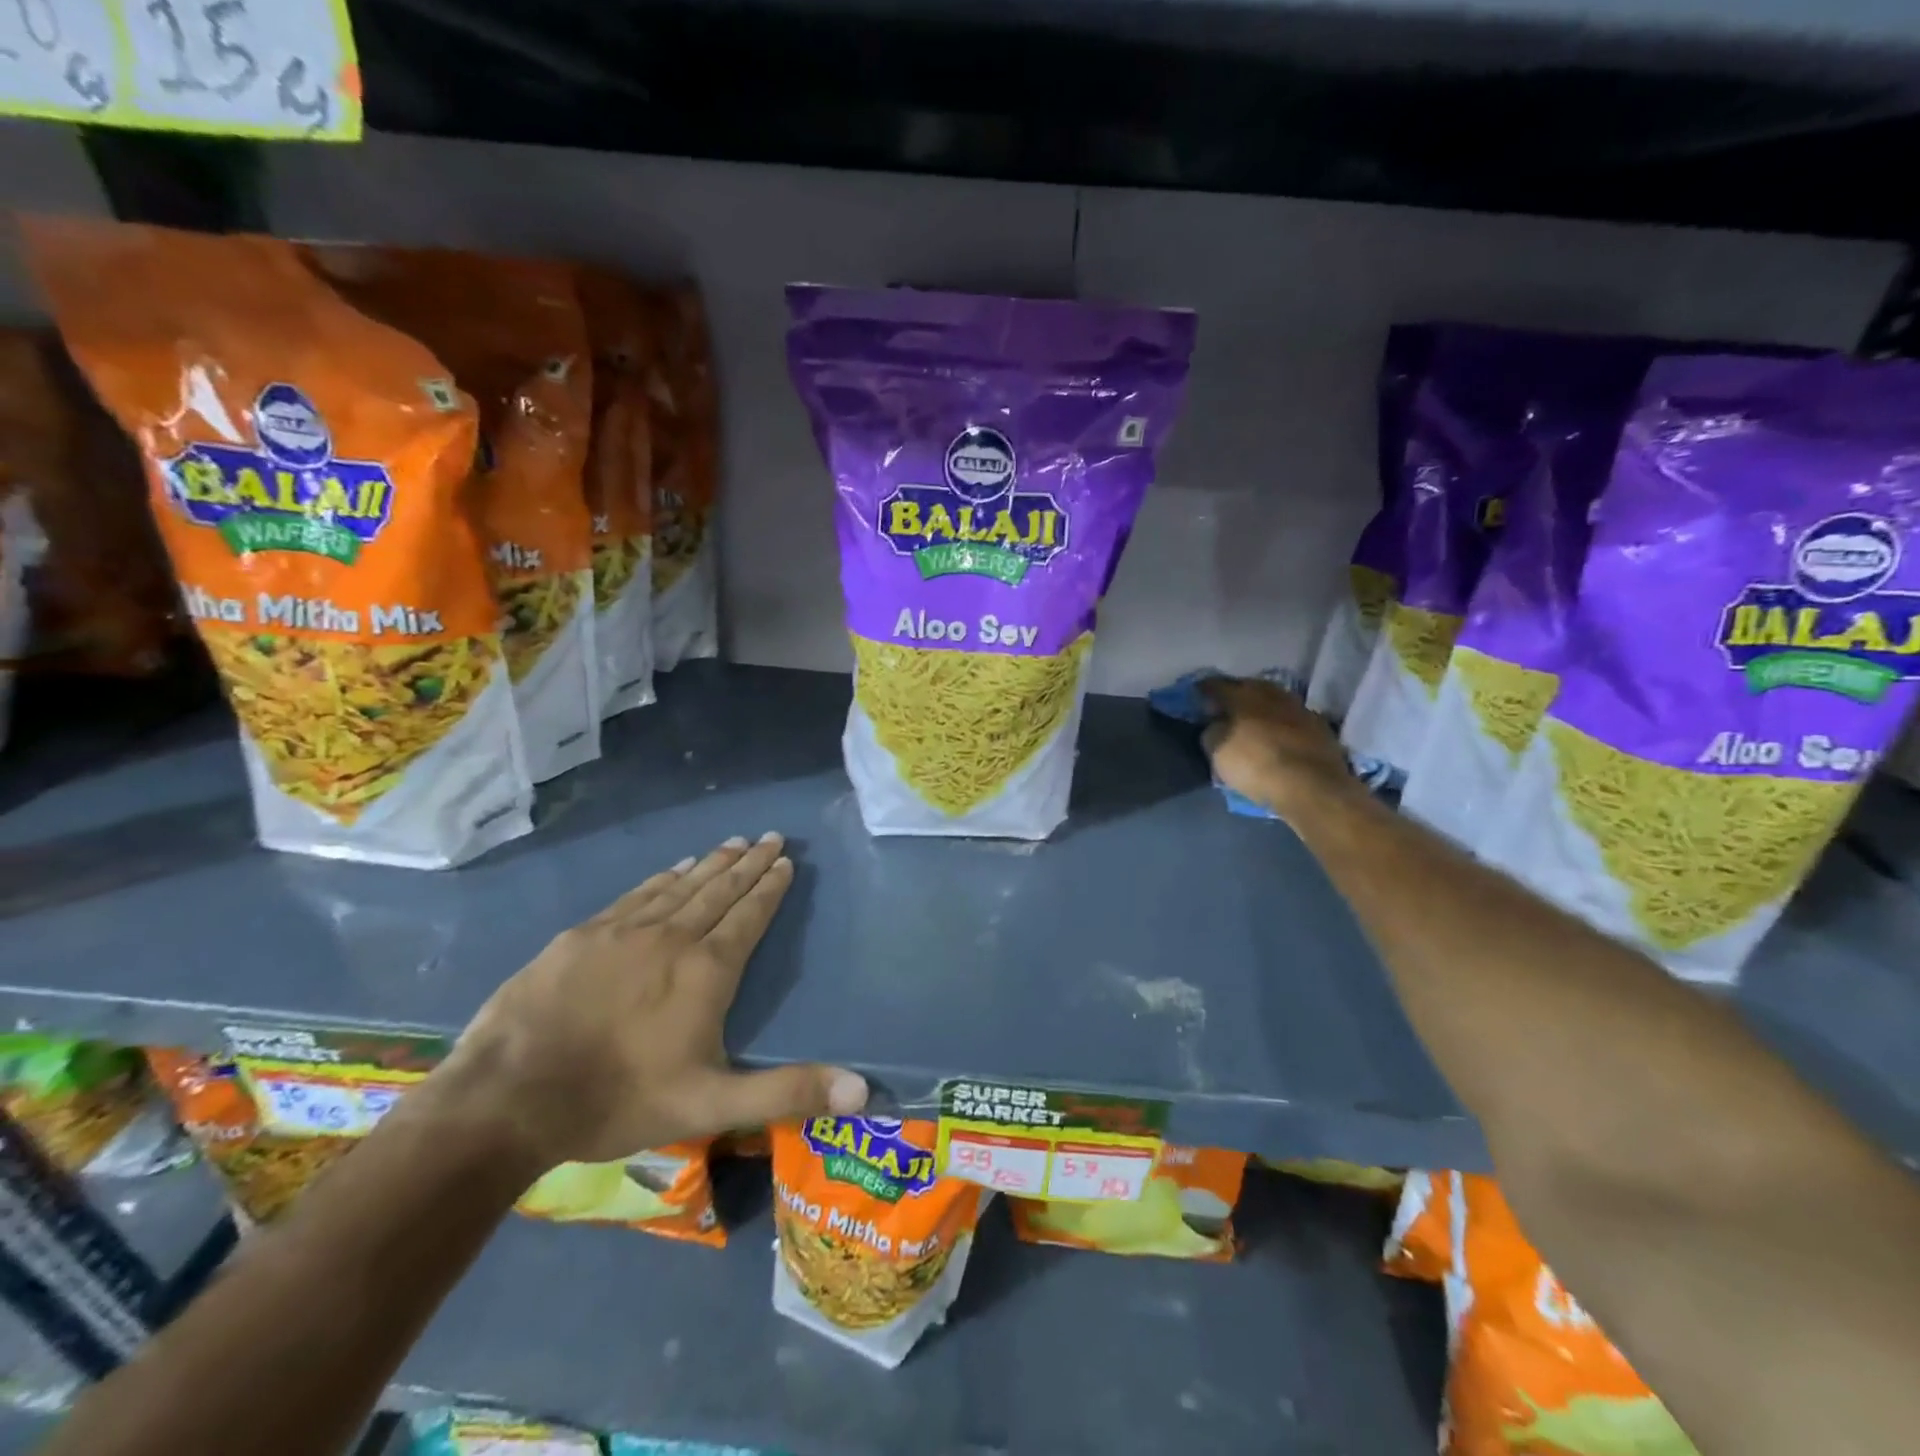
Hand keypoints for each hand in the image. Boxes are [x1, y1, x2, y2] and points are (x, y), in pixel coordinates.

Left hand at [429, 834, 867, 1168]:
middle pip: (720, 890)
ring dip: (711, 863)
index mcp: (707, 971)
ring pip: (681, 886)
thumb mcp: (712, 1105)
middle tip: (769, 836)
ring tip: (733, 843)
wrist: (509, 1096)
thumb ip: (787, 1092)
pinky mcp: (583, 935)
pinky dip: (663, 878)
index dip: (769, 887)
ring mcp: (624, 931)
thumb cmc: (619, 1099)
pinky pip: (637, 894)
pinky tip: (674, 868)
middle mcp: (672, 937)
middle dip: (748, 863)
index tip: (785, 860)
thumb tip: (862, 1090)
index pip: (749, 916)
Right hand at [1199, 676, 1355, 818]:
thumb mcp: (1216, 751)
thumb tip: (1215, 723)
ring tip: (1252, 722)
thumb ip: (1211, 730)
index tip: (1196, 697)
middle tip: (1224, 708)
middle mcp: (1272, 694)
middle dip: (1235, 695)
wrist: (1311, 786)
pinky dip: (1281, 725)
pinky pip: (1291, 719)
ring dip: (1261, 709)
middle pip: (1248, 687)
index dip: (1203, 690)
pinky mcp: (1320, 727)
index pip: (1216, 685)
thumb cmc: (1255, 765)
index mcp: (1243, 695)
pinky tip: (1277, 737)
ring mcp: (1299, 708)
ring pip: (1273, 701)